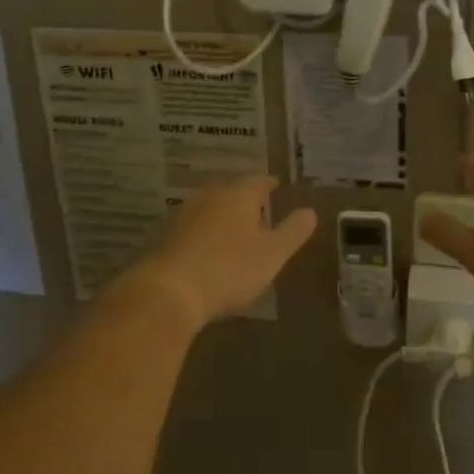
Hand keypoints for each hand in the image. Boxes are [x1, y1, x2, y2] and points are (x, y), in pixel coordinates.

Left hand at [121, 175, 317, 329]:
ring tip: (232, 226)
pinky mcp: (163, 235)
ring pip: (208, 206)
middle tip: (256, 205)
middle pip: (230, 190)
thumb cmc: (229, 270)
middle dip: (243, 197)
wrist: (168, 291)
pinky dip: (201, 231)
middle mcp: (209, 196)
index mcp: (238, 195)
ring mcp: (182, 214)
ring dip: (220, 214)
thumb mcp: (272, 255)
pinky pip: (190, 226)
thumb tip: (310, 211)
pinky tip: (204, 246)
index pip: (258, 181)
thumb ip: (292, 232)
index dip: (269, 184)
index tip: (276, 184)